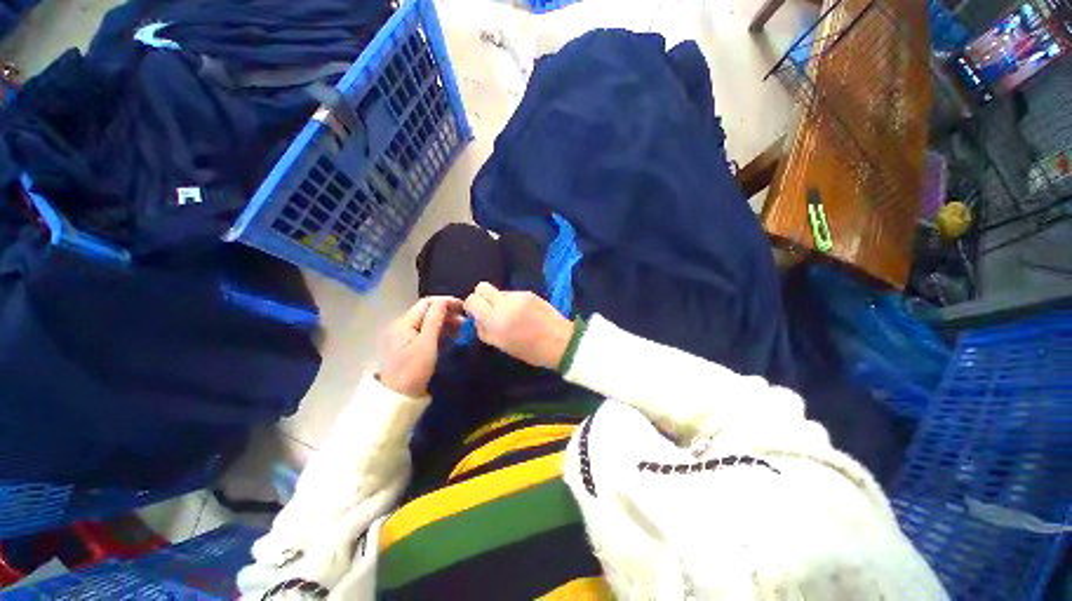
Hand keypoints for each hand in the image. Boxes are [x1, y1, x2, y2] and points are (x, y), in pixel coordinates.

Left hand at [378, 296, 463, 396]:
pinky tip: (449, 336)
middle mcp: (401, 325)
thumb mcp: (427, 344)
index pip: (427, 303)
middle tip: (464, 320)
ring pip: (426, 321)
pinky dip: (437, 330)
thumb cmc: (414, 370)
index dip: (446, 302)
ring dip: (443, 321)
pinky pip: (424, 331)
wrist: (398, 396)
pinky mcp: (406, 344)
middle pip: (426, 311)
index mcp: (404, 322)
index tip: (463, 307)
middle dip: (446, 312)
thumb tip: (444, 300)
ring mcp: (402, 335)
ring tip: (460, 329)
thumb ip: (435, 320)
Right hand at [464, 282, 574, 369]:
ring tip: (512, 315)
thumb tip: (477, 319)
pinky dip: (513, 302)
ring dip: (499, 301)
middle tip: (489, 310)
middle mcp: (505, 303)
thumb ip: (484, 330)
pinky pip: (513, 294)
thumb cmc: (530, 350)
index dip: (472, 306)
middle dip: (482, 297)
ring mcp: (519, 296)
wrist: (561, 342)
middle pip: (482, 287)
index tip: (477, 314)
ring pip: (499, 291)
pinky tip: (524, 313)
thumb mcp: (502, 345)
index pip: (472, 300)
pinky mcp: (530, 293)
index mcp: (496, 319)